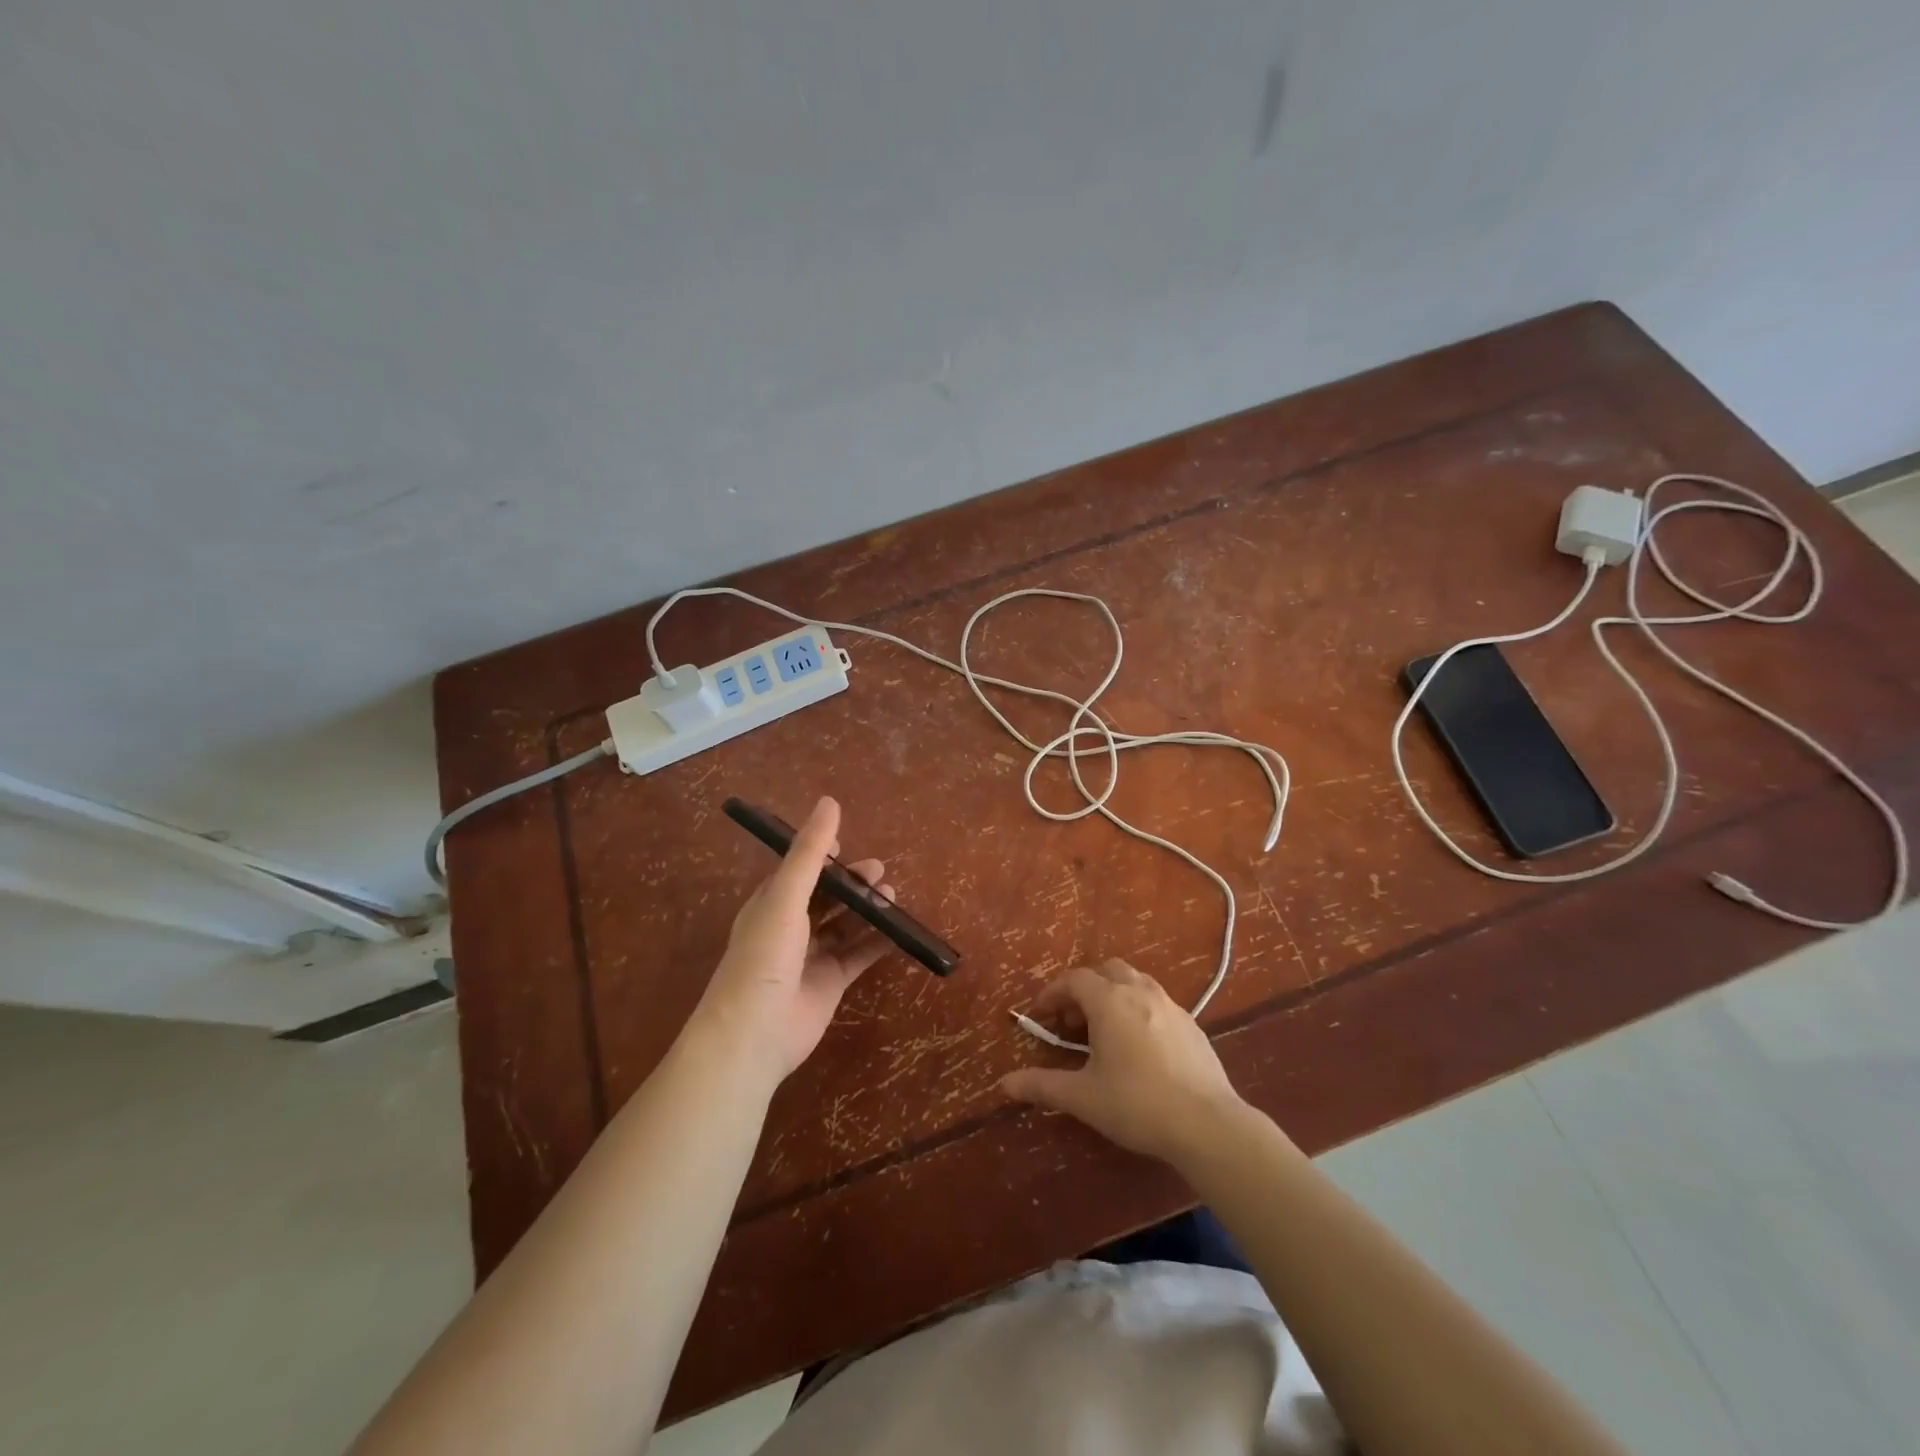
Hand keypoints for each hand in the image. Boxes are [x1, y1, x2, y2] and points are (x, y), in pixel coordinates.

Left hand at [695, 797, 895, 1086]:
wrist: (754, 1032)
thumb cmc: (764, 956)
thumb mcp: (786, 896)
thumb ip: (810, 852)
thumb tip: (829, 801)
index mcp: (771, 904)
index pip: (799, 871)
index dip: (822, 857)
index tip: (847, 845)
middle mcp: (790, 928)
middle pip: (826, 898)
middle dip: (851, 883)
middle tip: (880, 871)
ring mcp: (811, 958)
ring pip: (844, 926)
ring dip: (867, 910)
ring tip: (892, 896)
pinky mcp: (830, 984)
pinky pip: (858, 956)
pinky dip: (877, 943)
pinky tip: (899, 932)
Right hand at [1000, 959, 1248, 1166]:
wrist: (1207, 1124)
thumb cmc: (1137, 1104)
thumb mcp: (1083, 1097)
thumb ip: (1041, 1086)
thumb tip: (1003, 1084)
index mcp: (1110, 1001)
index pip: (1074, 980)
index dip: (1052, 994)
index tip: (1039, 1015)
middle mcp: (1140, 991)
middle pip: (1106, 971)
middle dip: (1084, 988)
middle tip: (1072, 1021)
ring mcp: (1170, 1005)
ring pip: (1134, 981)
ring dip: (1112, 995)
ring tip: (1103, 1030)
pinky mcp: (1192, 1024)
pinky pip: (1156, 1002)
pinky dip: (1137, 1009)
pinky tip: (1138, 1046)